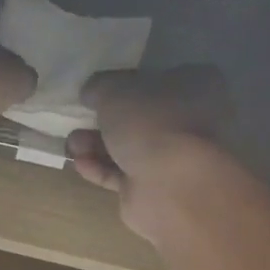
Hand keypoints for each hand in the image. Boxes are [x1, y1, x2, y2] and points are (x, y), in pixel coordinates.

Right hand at [66, 67, 230, 239]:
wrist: (173, 187)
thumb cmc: (153, 123)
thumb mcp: (116, 89)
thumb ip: (100, 86)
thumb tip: (92, 92)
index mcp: (197, 87)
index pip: (159, 79)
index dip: (126, 83)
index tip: (98, 91)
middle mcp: (193, 122)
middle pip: (140, 117)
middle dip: (105, 120)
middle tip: (78, 121)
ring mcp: (176, 160)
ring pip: (130, 148)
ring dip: (96, 145)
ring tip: (72, 145)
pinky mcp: (156, 190)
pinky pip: (123, 174)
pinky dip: (100, 168)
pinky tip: (80, 163)